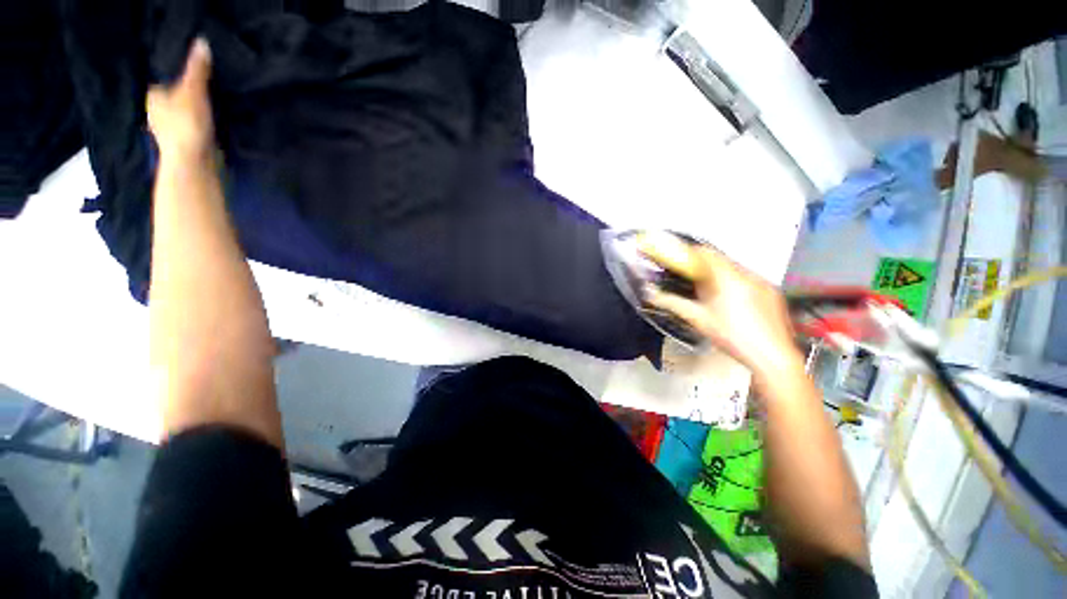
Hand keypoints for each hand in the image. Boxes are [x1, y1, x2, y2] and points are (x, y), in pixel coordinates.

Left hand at [146, 38, 214, 162]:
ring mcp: (169, 132)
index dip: (179, 76)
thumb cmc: (186, 124)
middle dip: (187, 94)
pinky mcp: (184, 146)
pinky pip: (193, 127)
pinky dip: (200, 125)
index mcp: (153, 96)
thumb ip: (197, 69)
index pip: (165, 80)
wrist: (193, 164)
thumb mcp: (194, 91)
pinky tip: (211, 124)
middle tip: (207, 88)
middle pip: (174, 97)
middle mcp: (156, 112)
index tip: (196, 74)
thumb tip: (201, 41)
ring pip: (183, 114)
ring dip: (194, 110)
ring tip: (213, 105)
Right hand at [638, 232, 802, 380]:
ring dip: (718, 274)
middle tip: (687, 277)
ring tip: (707, 291)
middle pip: (719, 260)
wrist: (773, 357)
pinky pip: (748, 279)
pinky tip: (730, 301)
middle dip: (701, 265)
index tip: (675, 256)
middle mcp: (747, 274)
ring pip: (734, 269)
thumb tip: (651, 294)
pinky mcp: (772, 292)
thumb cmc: (732, 337)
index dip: (687, 252)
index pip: (705, 253)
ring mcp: (762, 282)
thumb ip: (673, 303)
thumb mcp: (698, 320)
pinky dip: (734, 283)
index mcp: (727, 278)